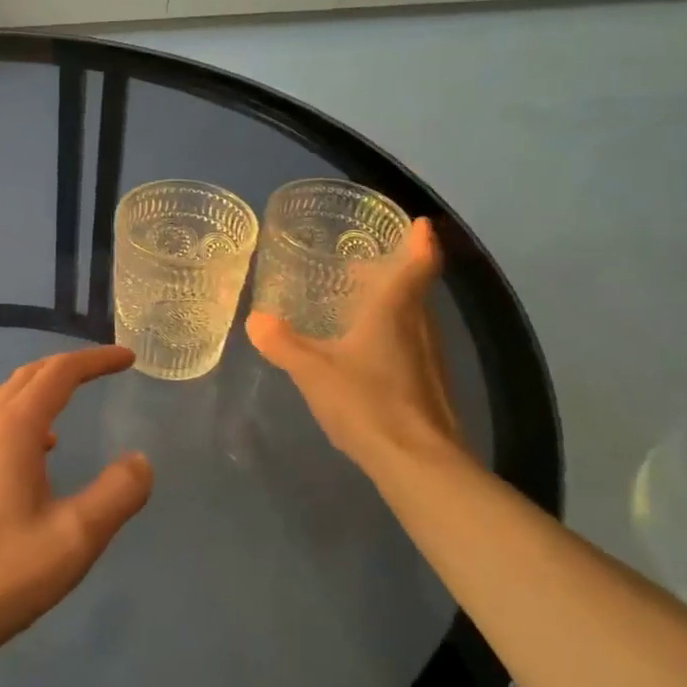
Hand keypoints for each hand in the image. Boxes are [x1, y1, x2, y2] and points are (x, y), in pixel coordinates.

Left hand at [0, 345, 152, 677]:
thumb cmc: (4, 572)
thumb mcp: (76, 537)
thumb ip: (117, 493)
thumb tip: (141, 460)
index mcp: (14, 430)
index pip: (59, 373)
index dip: (95, 361)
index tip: (128, 358)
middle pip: (29, 376)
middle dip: (68, 366)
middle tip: (105, 369)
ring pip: (7, 398)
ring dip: (42, 388)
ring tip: (73, 398)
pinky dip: (24, 416)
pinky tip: (40, 449)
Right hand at [245, 218, 464, 477]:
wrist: (418, 462)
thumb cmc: (366, 402)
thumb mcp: (312, 371)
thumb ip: (282, 343)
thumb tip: (256, 318)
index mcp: (395, 311)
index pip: (418, 263)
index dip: (420, 241)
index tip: (417, 223)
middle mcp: (421, 327)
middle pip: (415, 289)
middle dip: (394, 272)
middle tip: (362, 265)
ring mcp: (430, 358)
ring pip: (415, 319)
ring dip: (393, 305)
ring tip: (358, 305)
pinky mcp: (431, 386)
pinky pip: (412, 345)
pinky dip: (393, 335)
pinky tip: (366, 354)